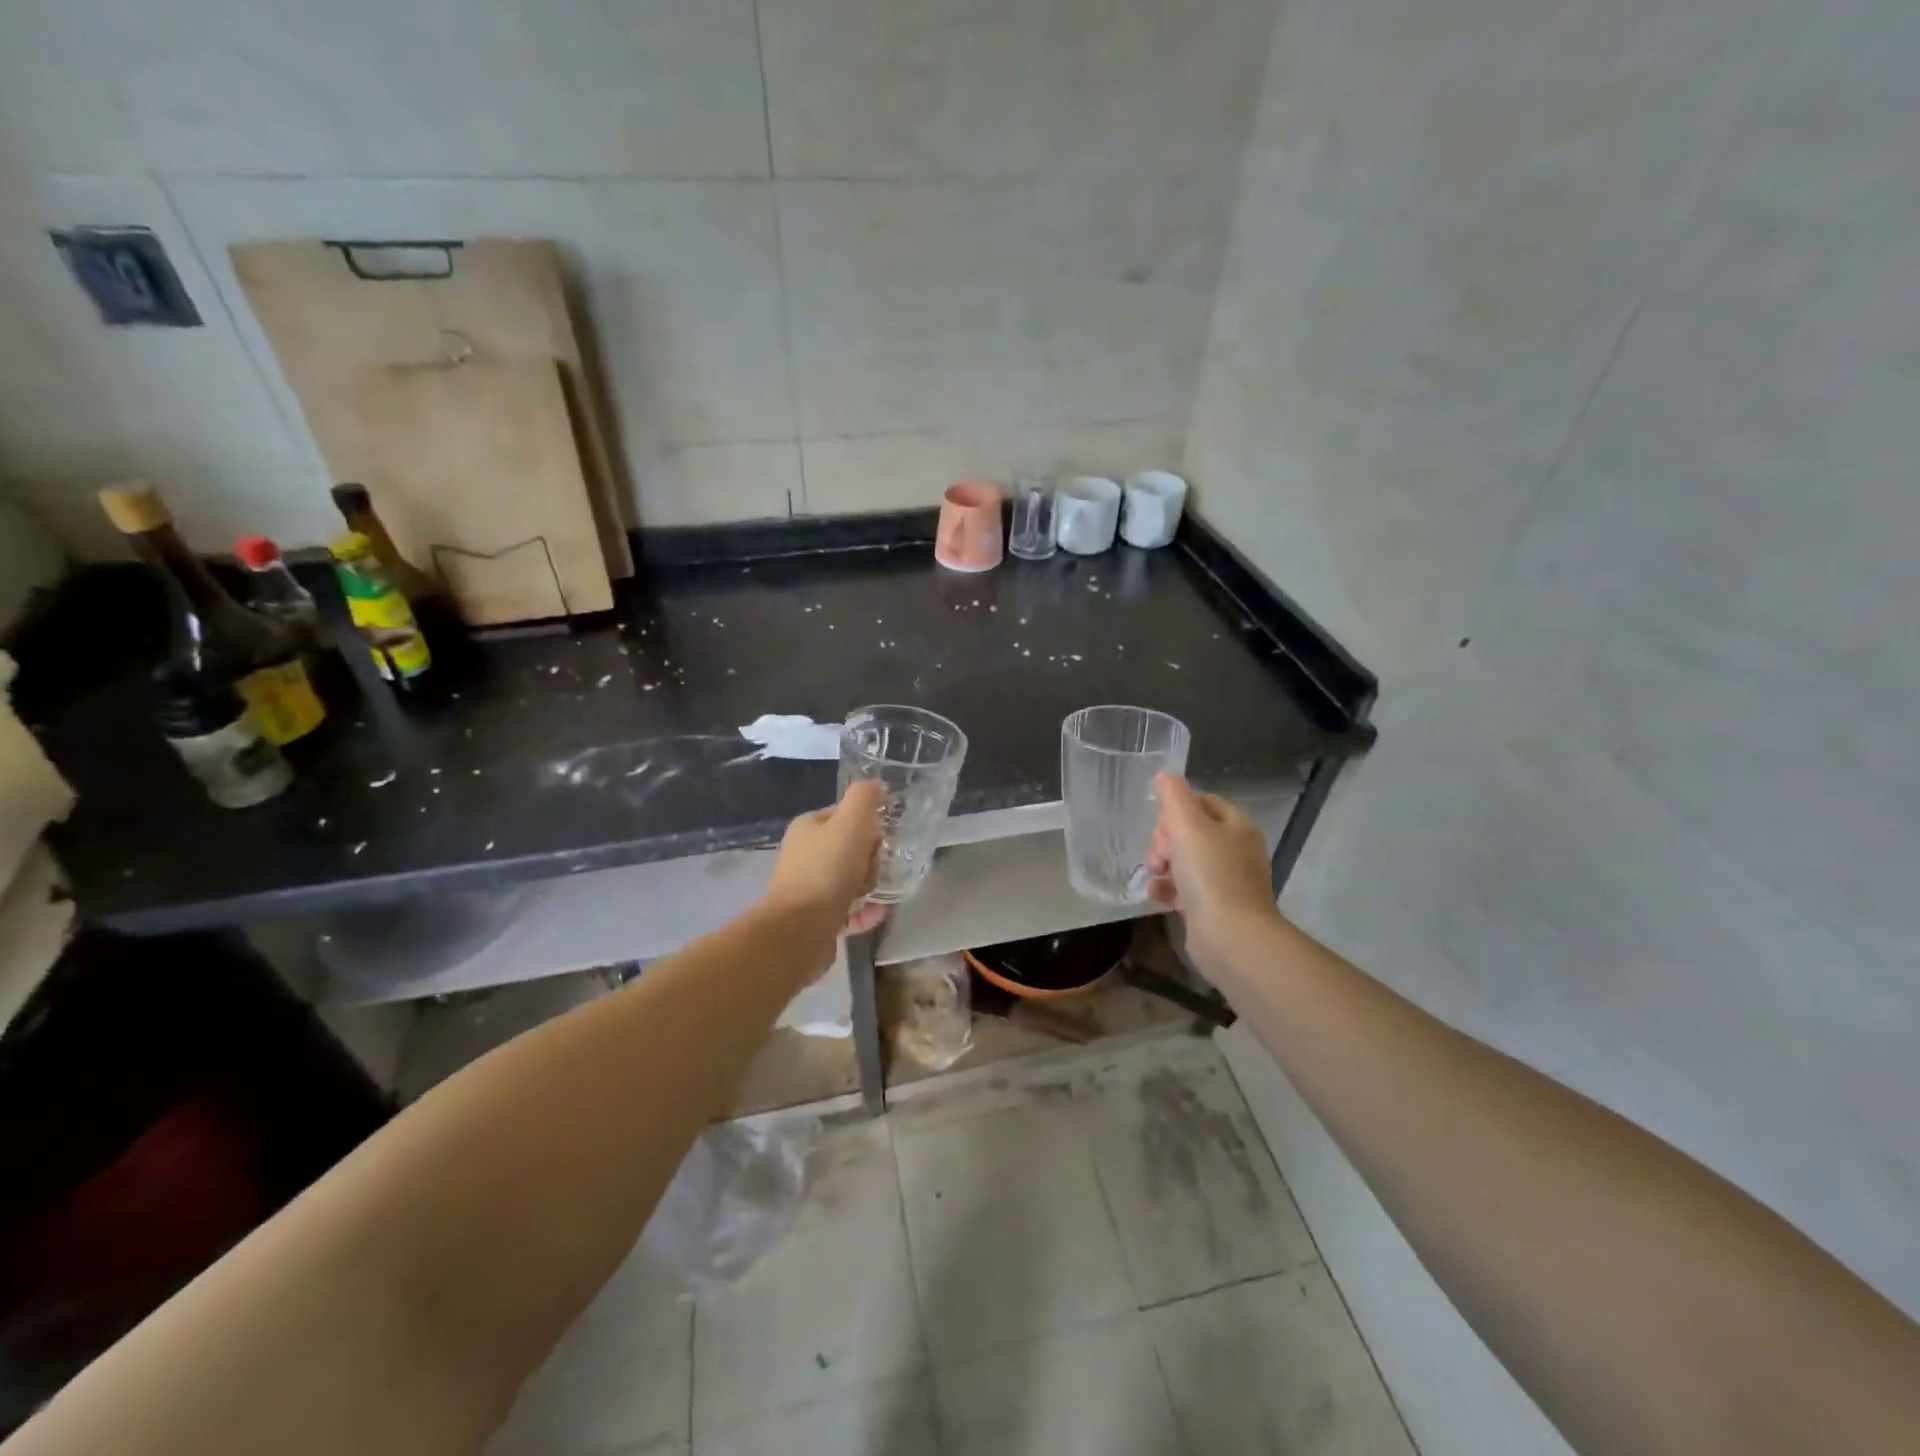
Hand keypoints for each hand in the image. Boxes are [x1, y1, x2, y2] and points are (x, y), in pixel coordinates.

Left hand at [762, 780, 885, 929]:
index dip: (867, 827)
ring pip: (851, 879)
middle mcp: (805, 855)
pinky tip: (877, 913)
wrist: (800, 929)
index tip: (876, 841)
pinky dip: (864, 911)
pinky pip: (849, 909)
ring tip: (870, 895)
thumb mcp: (851, 822)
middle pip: (852, 849)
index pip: (847, 816)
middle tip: (869, 871)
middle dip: (869, 860)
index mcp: (808, 828)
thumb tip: (877, 786)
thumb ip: (864, 798)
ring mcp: (809, 888)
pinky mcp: (816, 918)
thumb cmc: (826, 870)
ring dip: (868, 885)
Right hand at [1145, 773, 1279, 971]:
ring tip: (1156, 876)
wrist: (1231, 937)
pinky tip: (1158, 895)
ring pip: (1183, 860)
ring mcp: (1225, 880)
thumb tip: (1163, 776)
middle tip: (1160, 857)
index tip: (1162, 825)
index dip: (1175, 810)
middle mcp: (1235, 850)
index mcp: (1236, 825)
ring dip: (1162, 864)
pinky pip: (1183, 888)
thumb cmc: (1211, 874)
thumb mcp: (1187, 824)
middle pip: (1189, 830)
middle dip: (1165, 840)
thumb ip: (1173, 796)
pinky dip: (1168, 888)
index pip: (1201, 801)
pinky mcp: (1213, 907)